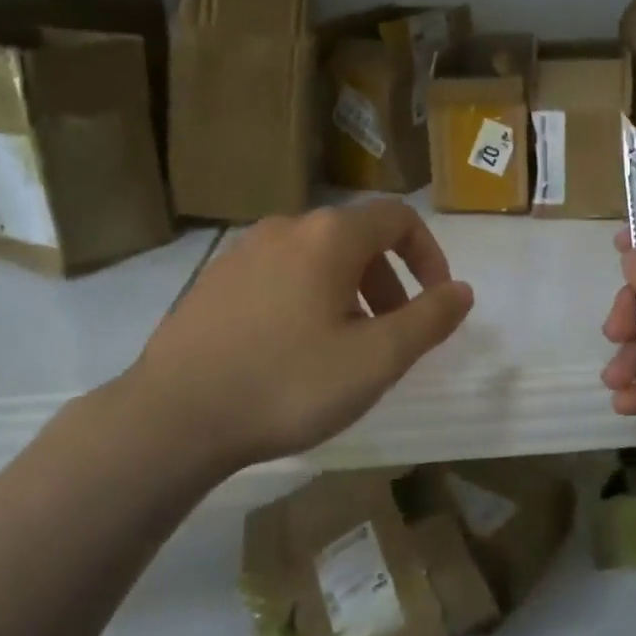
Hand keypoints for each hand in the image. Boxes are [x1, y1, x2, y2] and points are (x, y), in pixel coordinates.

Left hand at [112, 201, 473, 482]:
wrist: (174, 417)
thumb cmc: (289, 383)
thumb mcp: (376, 359)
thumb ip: (429, 319)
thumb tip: (461, 290)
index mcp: (329, 236)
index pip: (398, 218)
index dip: (428, 254)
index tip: (435, 300)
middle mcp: (285, 229)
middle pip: (357, 239)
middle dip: (389, 281)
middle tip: (392, 335)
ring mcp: (242, 252)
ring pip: (316, 259)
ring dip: (349, 293)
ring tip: (345, 349)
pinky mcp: (213, 281)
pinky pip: (279, 276)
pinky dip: (307, 299)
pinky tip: (292, 352)